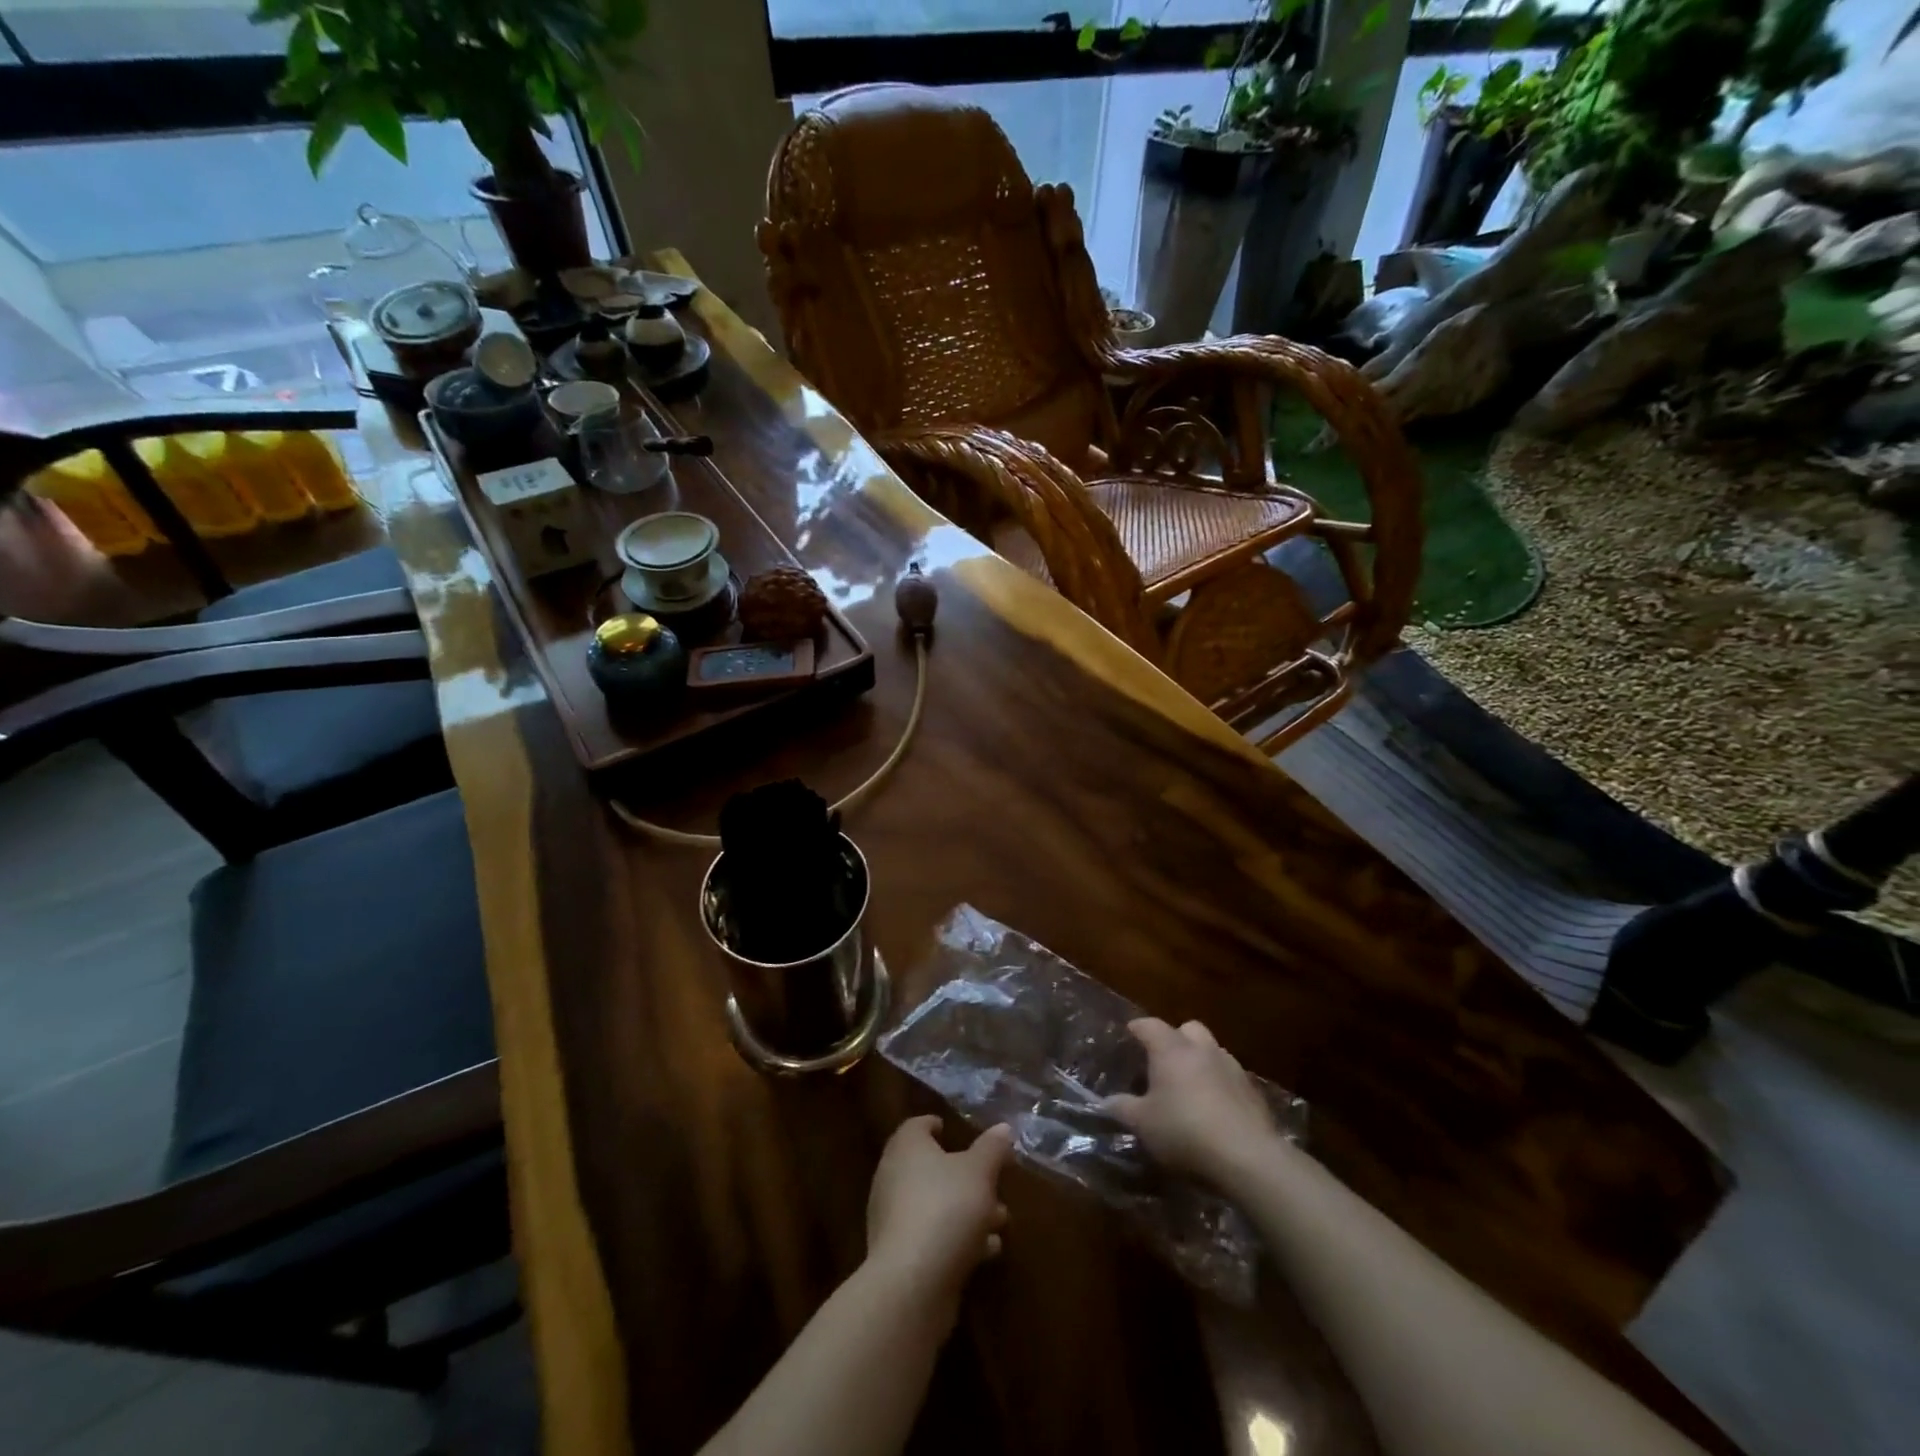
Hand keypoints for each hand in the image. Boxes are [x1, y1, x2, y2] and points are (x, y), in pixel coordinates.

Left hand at [866, 1116, 1012, 1315]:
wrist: (912, 1284)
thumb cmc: (946, 1208)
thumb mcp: (980, 1171)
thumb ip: (992, 1148)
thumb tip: (1002, 1128)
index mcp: (906, 1148)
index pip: (917, 1126)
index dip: (935, 1125)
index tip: (952, 1130)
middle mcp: (892, 1177)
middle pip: (929, 1167)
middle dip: (962, 1174)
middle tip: (991, 1180)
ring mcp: (893, 1219)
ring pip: (934, 1204)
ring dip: (966, 1209)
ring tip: (1000, 1219)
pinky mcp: (900, 1256)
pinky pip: (931, 1236)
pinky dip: (957, 1238)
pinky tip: (987, 1251)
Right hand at [1108, 1018, 1276, 1188]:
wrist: (1247, 1157)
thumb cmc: (1185, 1131)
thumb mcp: (1143, 1124)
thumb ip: (1122, 1108)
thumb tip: (1106, 1101)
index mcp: (1171, 1049)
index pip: (1149, 1025)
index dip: (1137, 1028)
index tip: (1129, 1034)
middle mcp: (1202, 1049)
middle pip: (1187, 1028)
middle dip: (1175, 1037)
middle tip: (1163, 1060)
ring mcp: (1231, 1067)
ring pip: (1212, 1050)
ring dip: (1200, 1060)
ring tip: (1189, 1086)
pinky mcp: (1253, 1091)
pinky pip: (1230, 1076)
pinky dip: (1219, 1084)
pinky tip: (1214, 1108)